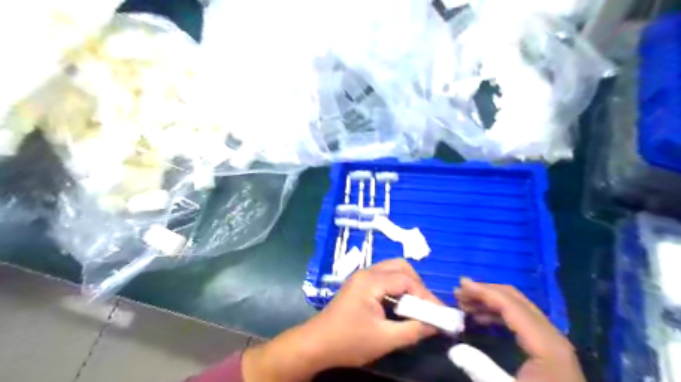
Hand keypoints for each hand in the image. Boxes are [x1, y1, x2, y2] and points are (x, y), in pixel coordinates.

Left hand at [242, 259, 438, 381]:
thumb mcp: (385, 339)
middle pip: (400, 267)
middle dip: (417, 284)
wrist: (316, 344)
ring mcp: (361, 277)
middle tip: (425, 306)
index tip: (439, 313)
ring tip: (415, 307)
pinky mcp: (359, 284)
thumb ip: (413, 330)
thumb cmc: (348, 341)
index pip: (407, 280)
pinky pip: (384, 278)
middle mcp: (367, 272)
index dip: (426, 295)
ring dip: (407, 285)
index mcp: (372, 281)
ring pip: (392, 270)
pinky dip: (396, 287)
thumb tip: (436, 325)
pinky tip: (400, 305)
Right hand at [451, 277, 584, 381]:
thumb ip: (481, 369)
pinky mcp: (548, 347)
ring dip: (490, 301)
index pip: (511, 305)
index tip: (460, 285)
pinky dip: (499, 312)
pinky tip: (481, 318)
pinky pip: (521, 319)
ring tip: (465, 303)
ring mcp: (551, 340)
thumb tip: (454, 349)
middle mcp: (551, 335)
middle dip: (485, 292)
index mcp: (546, 344)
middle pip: (516, 299)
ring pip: (518, 307)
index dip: (484, 291)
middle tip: (459, 292)